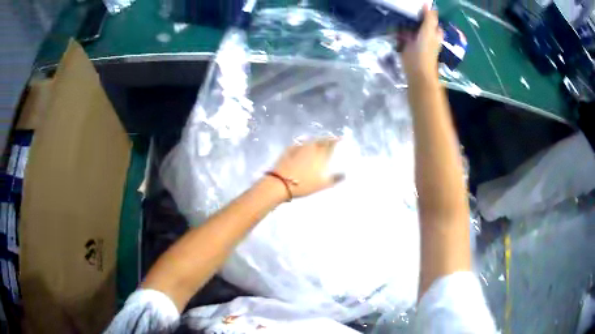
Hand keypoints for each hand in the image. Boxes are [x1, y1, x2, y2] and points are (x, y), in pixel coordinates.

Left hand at [270, 138, 343, 198]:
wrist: (281, 183)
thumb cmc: (304, 185)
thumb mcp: (323, 185)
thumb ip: (335, 179)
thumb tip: (345, 174)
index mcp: (321, 153)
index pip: (331, 143)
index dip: (336, 140)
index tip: (341, 139)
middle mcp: (311, 146)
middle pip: (321, 140)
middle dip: (327, 139)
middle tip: (330, 141)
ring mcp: (299, 146)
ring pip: (311, 140)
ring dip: (316, 140)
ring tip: (319, 143)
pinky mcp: (289, 149)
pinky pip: (300, 143)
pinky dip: (305, 144)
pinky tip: (304, 147)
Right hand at [401, 5, 442, 82]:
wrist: (416, 69)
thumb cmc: (425, 50)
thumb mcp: (429, 31)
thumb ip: (429, 18)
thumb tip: (427, 3)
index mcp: (434, 33)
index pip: (432, 20)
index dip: (427, 13)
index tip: (418, 5)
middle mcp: (426, 36)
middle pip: (420, 23)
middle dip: (415, 16)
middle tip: (406, 6)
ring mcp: (416, 40)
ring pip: (411, 27)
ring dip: (405, 21)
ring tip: (398, 11)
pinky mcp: (406, 45)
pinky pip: (402, 34)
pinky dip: (399, 29)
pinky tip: (394, 23)